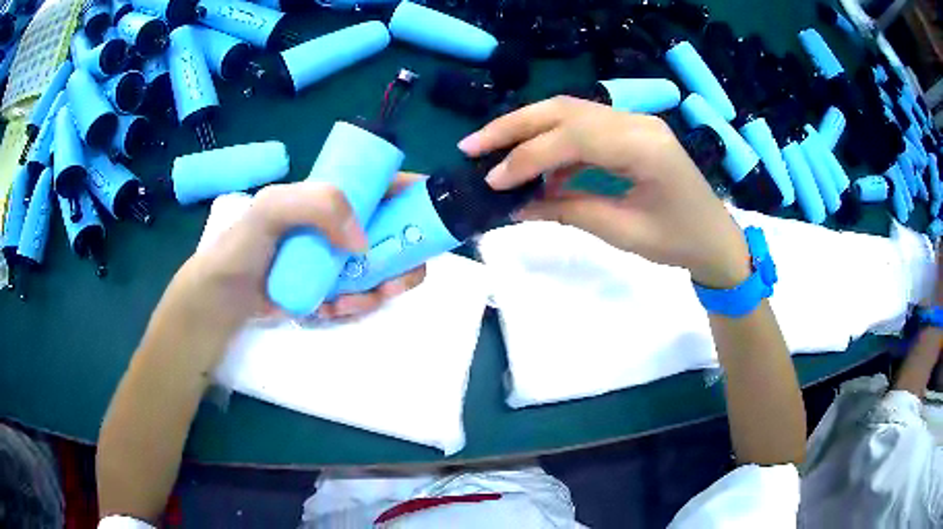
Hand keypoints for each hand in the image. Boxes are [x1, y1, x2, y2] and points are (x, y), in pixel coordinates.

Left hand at [146, 174, 425, 364]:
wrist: (225, 297)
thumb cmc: (244, 246)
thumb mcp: (272, 208)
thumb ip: (317, 204)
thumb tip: (363, 241)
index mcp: (334, 197)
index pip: (385, 185)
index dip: (415, 196)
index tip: (428, 220)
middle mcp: (343, 225)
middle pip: (398, 234)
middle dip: (405, 259)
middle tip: (392, 283)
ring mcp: (341, 258)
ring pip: (385, 270)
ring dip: (379, 291)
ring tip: (347, 303)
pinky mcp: (335, 287)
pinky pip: (364, 296)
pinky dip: (356, 306)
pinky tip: (330, 310)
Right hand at [459, 96, 750, 287]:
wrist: (715, 238)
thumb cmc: (679, 241)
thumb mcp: (623, 232)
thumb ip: (568, 211)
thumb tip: (516, 205)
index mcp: (644, 146)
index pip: (572, 137)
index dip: (526, 156)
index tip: (492, 181)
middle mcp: (636, 121)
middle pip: (563, 109)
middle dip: (513, 126)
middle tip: (471, 146)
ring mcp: (634, 121)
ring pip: (569, 111)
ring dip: (527, 128)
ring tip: (491, 150)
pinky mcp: (630, 131)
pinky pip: (583, 128)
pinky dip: (553, 143)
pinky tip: (536, 167)